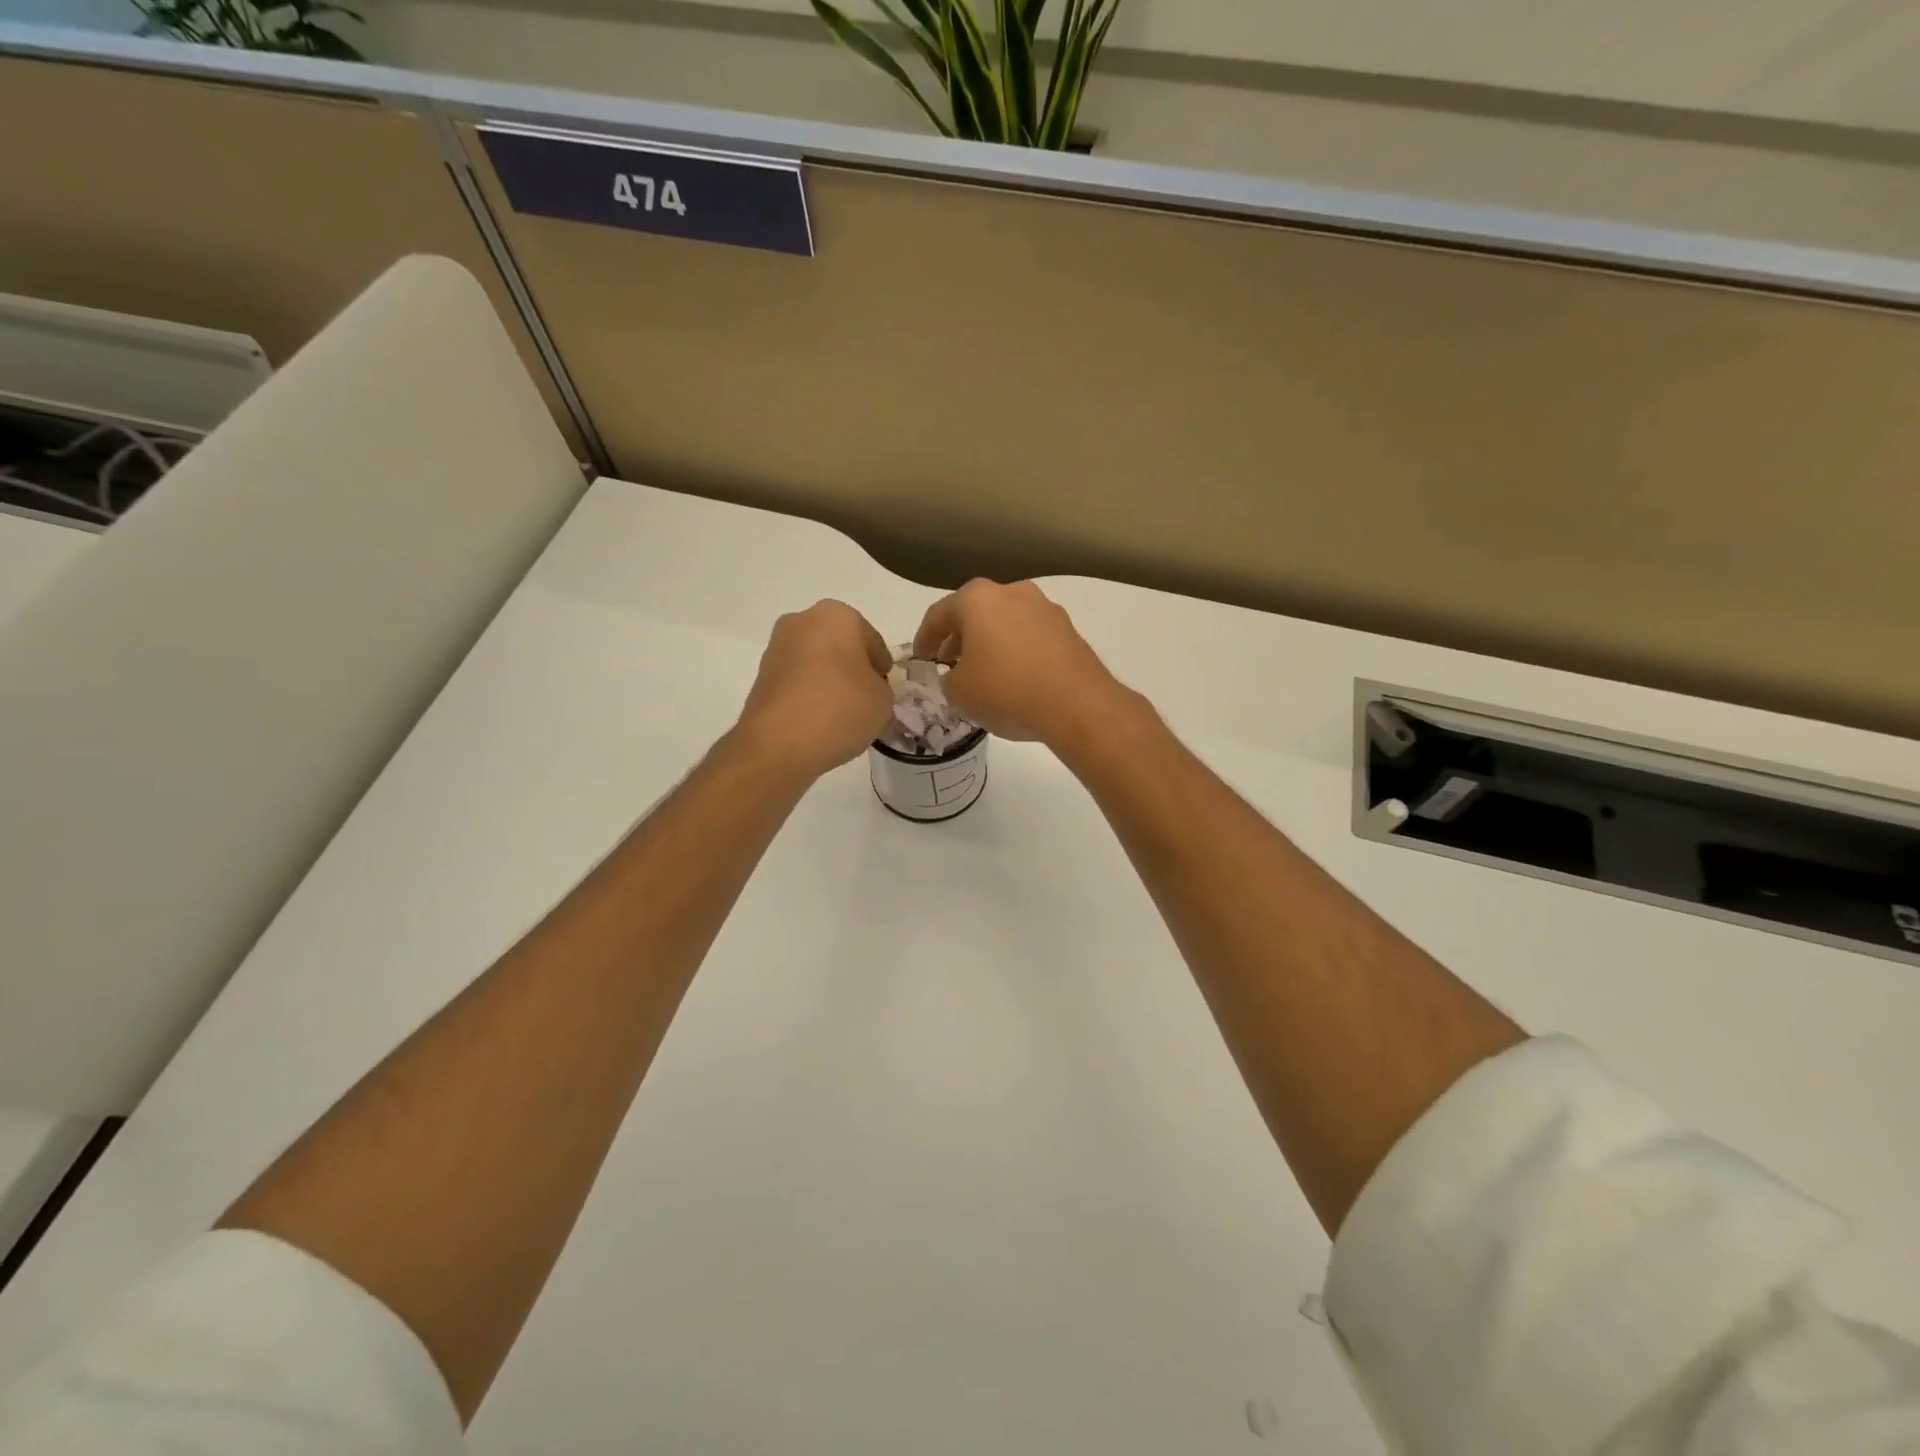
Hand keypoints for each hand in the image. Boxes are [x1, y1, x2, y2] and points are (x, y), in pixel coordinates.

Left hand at [736, 601, 893, 779]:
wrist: (779, 743)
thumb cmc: (840, 709)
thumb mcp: (883, 700)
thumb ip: (880, 687)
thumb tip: (864, 690)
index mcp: (838, 615)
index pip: (873, 642)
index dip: (882, 669)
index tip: (884, 691)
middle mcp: (803, 620)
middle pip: (841, 645)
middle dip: (853, 668)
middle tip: (864, 699)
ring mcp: (777, 646)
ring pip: (816, 660)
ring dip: (829, 679)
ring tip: (840, 713)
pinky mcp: (761, 674)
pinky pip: (797, 679)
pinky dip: (809, 692)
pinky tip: (818, 719)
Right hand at [911, 579, 1138, 749]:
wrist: (1077, 705)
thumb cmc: (1006, 691)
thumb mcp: (959, 693)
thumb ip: (948, 679)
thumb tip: (958, 676)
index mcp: (978, 598)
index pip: (939, 614)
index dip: (924, 639)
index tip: (920, 659)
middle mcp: (1013, 592)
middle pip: (976, 613)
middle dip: (959, 638)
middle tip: (948, 663)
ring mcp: (1045, 609)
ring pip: (1005, 623)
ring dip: (990, 643)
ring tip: (982, 672)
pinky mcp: (1069, 631)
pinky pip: (1030, 637)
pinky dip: (1017, 652)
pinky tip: (1014, 678)